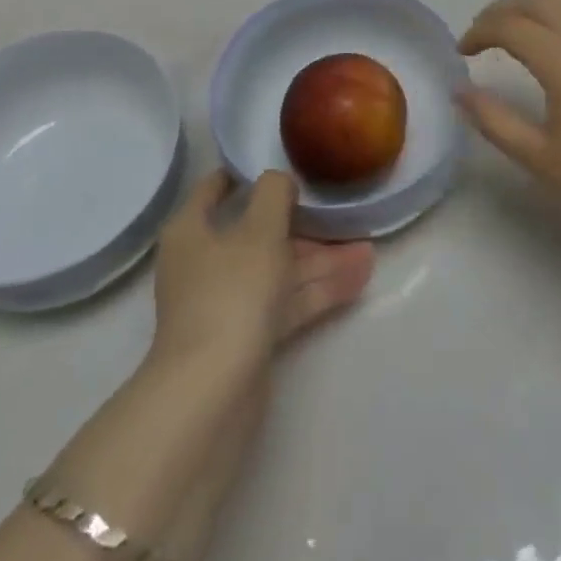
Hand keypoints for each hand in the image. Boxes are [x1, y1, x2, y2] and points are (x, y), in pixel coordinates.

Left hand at [150, 170, 375, 374]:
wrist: (211, 395)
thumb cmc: (230, 292)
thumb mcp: (258, 229)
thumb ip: (273, 193)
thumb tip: (279, 181)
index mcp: (192, 230)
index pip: (215, 189)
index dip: (245, 173)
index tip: (282, 164)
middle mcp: (205, 262)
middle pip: (258, 233)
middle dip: (304, 226)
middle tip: (342, 215)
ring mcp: (227, 302)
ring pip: (278, 270)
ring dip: (321, 261)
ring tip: (368, 251)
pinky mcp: (248, 337)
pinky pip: (286, 303)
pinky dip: (318, 291)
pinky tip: (358, 280)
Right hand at [458, 0, 560, 252]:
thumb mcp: (540, 159)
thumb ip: (494, 120)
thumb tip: (460, 90)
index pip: (508, 25)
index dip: (478, 32)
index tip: (462, 53)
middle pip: (536, 1)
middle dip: (501, 10)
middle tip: (481, 34)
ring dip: (532, 6)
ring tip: (514, 31)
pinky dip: (560, 14)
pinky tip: (556, 43)